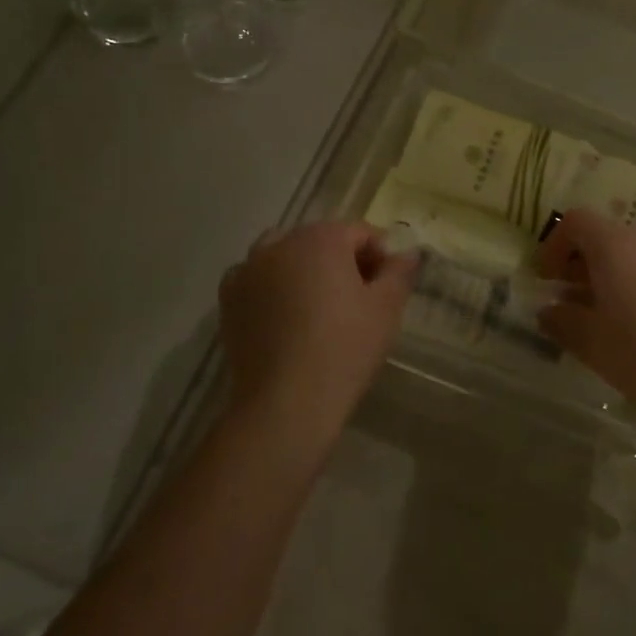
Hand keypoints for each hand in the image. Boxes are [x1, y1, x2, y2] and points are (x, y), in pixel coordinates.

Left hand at [218, 223, 415, 430]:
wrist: (286, 403)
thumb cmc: (345, 348)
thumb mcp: (387, 308)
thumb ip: (399, 272)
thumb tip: (406, 253)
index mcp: (322, 238)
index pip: (360, 233)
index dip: (380, 256)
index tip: (387, 287)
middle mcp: (281, 243)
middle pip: (321, 240)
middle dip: (342, 261)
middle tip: (359, 299)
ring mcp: (249, 269)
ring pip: (285, 255)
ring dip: (305, 269)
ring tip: (318, 306)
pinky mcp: (229, 299)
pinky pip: (256, 279)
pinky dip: (271, 287)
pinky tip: (284, 316)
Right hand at [534, 210, 635, 418]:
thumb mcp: (590, 343)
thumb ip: (561, 322)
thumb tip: (548, 311)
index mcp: (614, 245)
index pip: (575, 221)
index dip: (554, 246)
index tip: (547, 280)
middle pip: (604, 237)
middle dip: (581, 265)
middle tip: (572, 303)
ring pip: (633, 254)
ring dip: (611, 277)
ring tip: (608, 319)